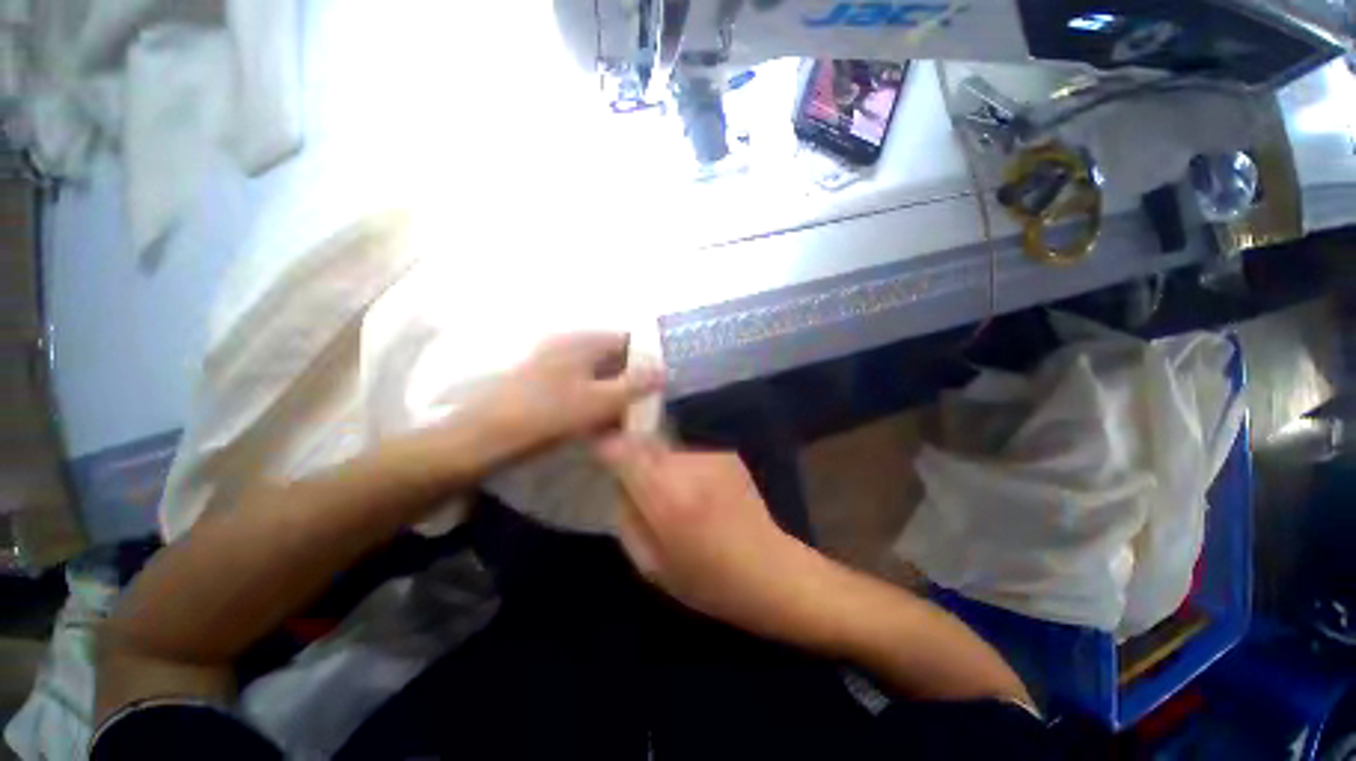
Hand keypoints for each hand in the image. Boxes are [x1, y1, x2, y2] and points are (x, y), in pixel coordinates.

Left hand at [478, 333, 664, 457]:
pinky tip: (603, 421)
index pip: (628, 339)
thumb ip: (635, 384)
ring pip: (598, 374)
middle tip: (650, 402)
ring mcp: (555, 364)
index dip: (649, 356)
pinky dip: (597, 400)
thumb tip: (664, 370)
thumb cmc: (547, 415)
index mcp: (584, 342)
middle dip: (634, 377)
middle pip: (613, 357)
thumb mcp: (600, 401)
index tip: (665, 378)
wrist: (484, 438)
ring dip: (616, 391)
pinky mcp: (546, 384)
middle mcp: (570, 346)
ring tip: (630, 415)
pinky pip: (582, 387)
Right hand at [598, 435, 817, 638]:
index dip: (606, 444)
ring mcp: (711, 457)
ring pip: (668, 453)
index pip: (623, 450)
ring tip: (680, 501)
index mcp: (667, 498)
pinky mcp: (728, 454)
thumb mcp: (650, 565)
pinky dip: (687, 473)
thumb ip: (627, 516)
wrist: (772, 571)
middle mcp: (688, 467)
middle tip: (642, 489)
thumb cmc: (707, 581)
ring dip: (664, 470)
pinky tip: (704, 498)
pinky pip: (691, 459)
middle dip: (636, 461)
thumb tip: (620, 482)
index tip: (598, 448)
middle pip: (645, 446)